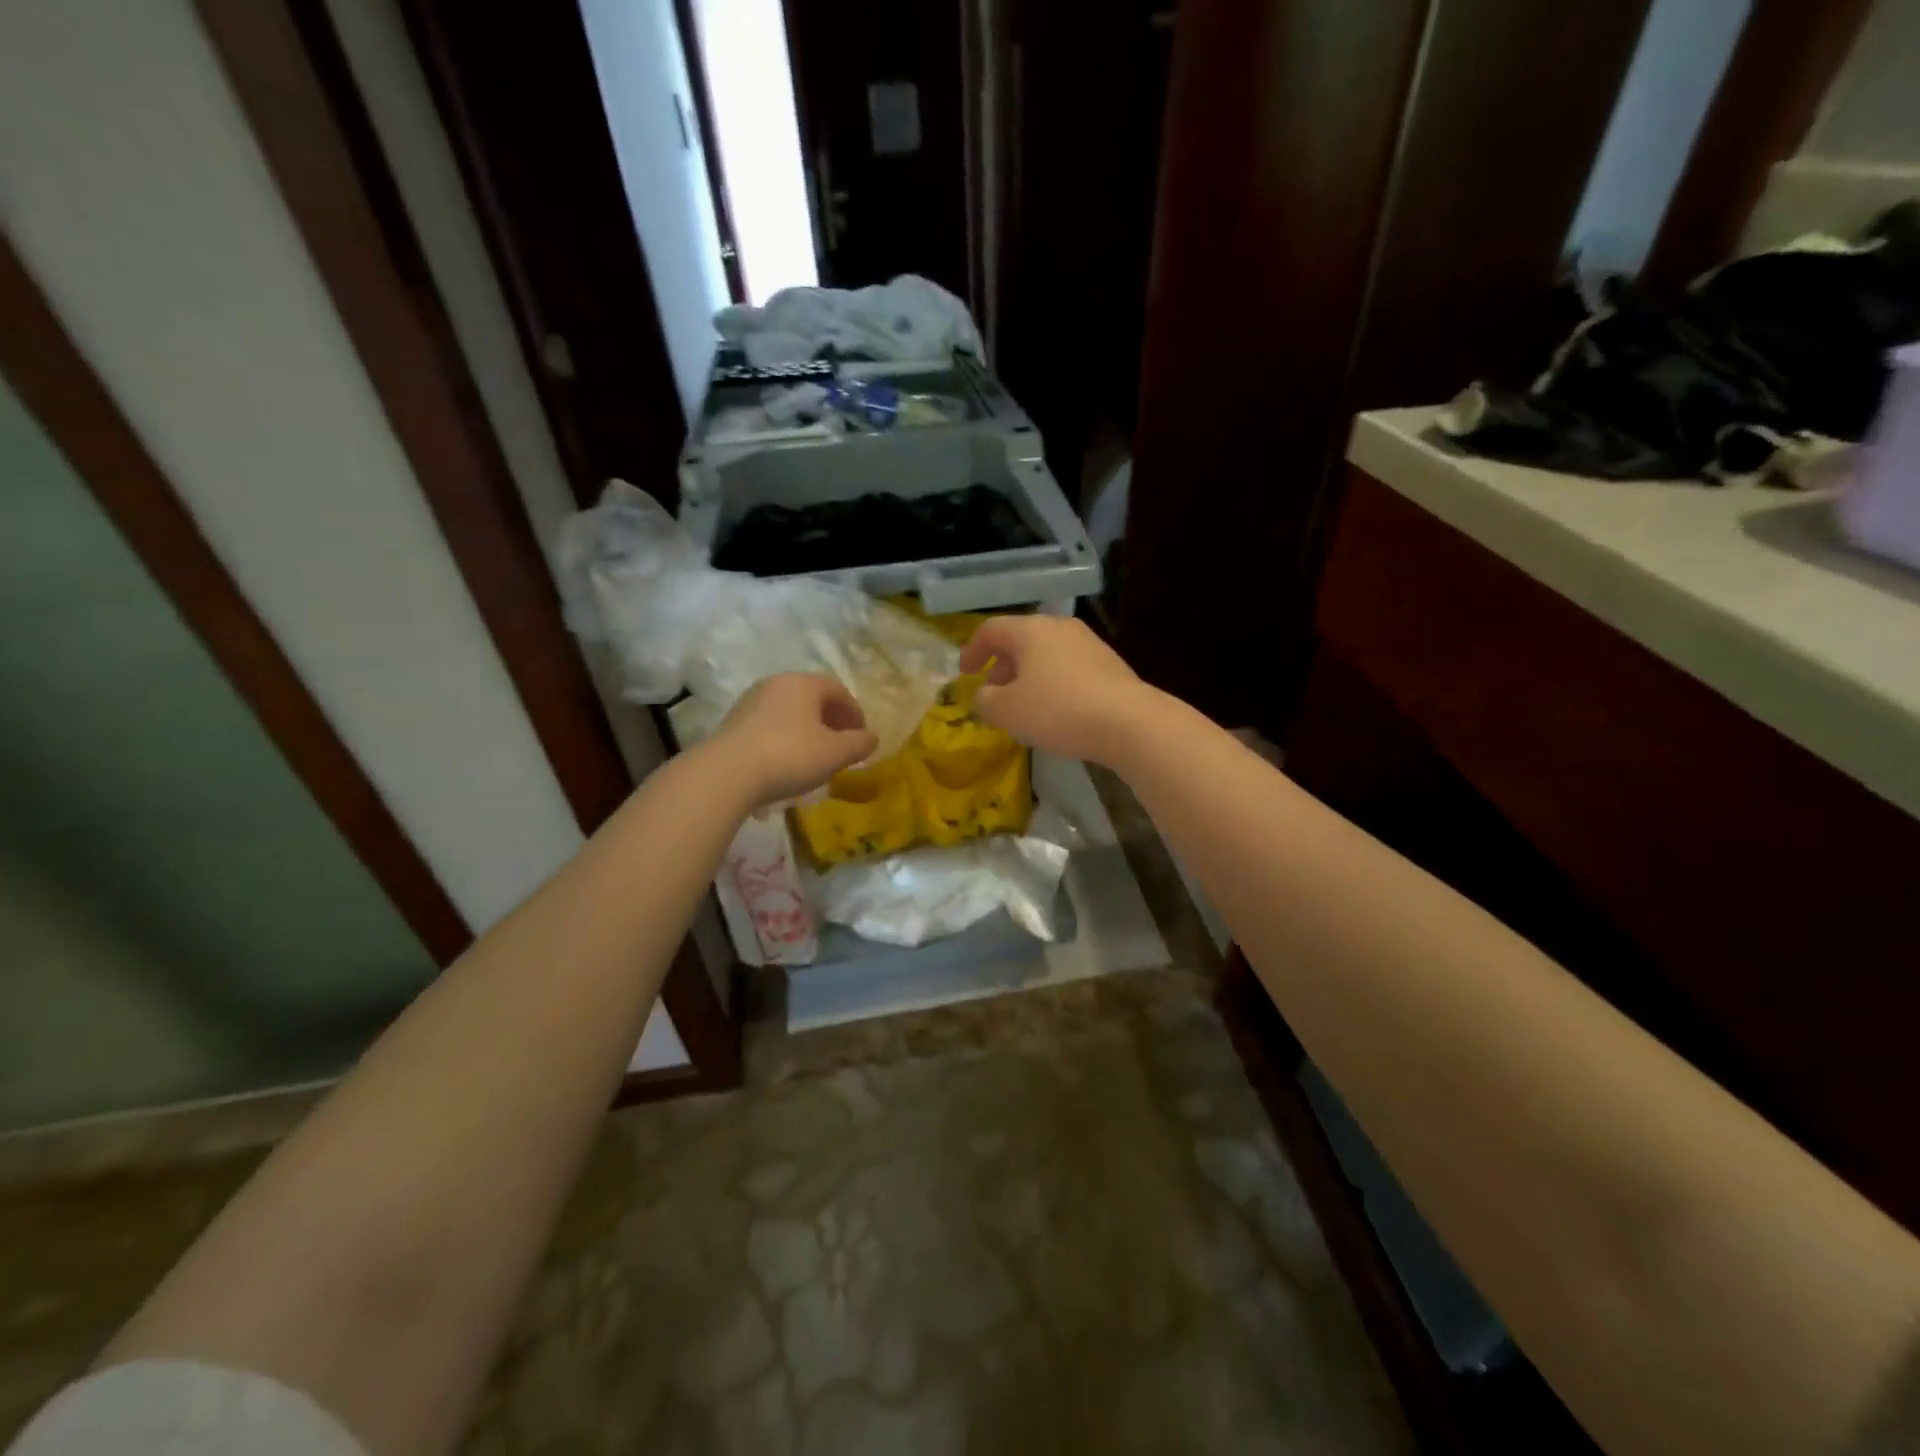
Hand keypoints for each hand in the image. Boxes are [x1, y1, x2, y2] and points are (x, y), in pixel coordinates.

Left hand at [708, 674, 879, 804]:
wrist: (727, 773)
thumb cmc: (790, 755)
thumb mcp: (835, 753)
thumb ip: (859, 743)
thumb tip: (873, 737)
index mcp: (803, 683)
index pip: (838, 689)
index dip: (855, 712)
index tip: (862, 736)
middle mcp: (776, 684)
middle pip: (812, 698)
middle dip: (831, 720)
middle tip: (842, 745)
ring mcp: (750, 701)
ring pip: (789, 711)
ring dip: (807, 730)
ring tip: (815, 756)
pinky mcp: (733, 723)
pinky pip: (769, 725)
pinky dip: (785, 738)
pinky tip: (787, 762)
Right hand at [958, 615, 1157, 763]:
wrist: (1128, 722)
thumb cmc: (1057, 710)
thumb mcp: (1006, 711)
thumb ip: (985, 700)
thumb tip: (984, 695)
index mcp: (1030, 630)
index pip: (990, 630)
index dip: (971, 651)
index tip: (965, 674)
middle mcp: (1059, 627)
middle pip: (1020, 639)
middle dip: (1001, 665)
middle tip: (994, 693)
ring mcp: (1088, 642)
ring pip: (1046, 653)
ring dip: (1028, 675)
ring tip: (1024, 704)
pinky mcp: (1109, 663)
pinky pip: (1069, 667)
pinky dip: (1053, 682)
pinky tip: (1056, 709)